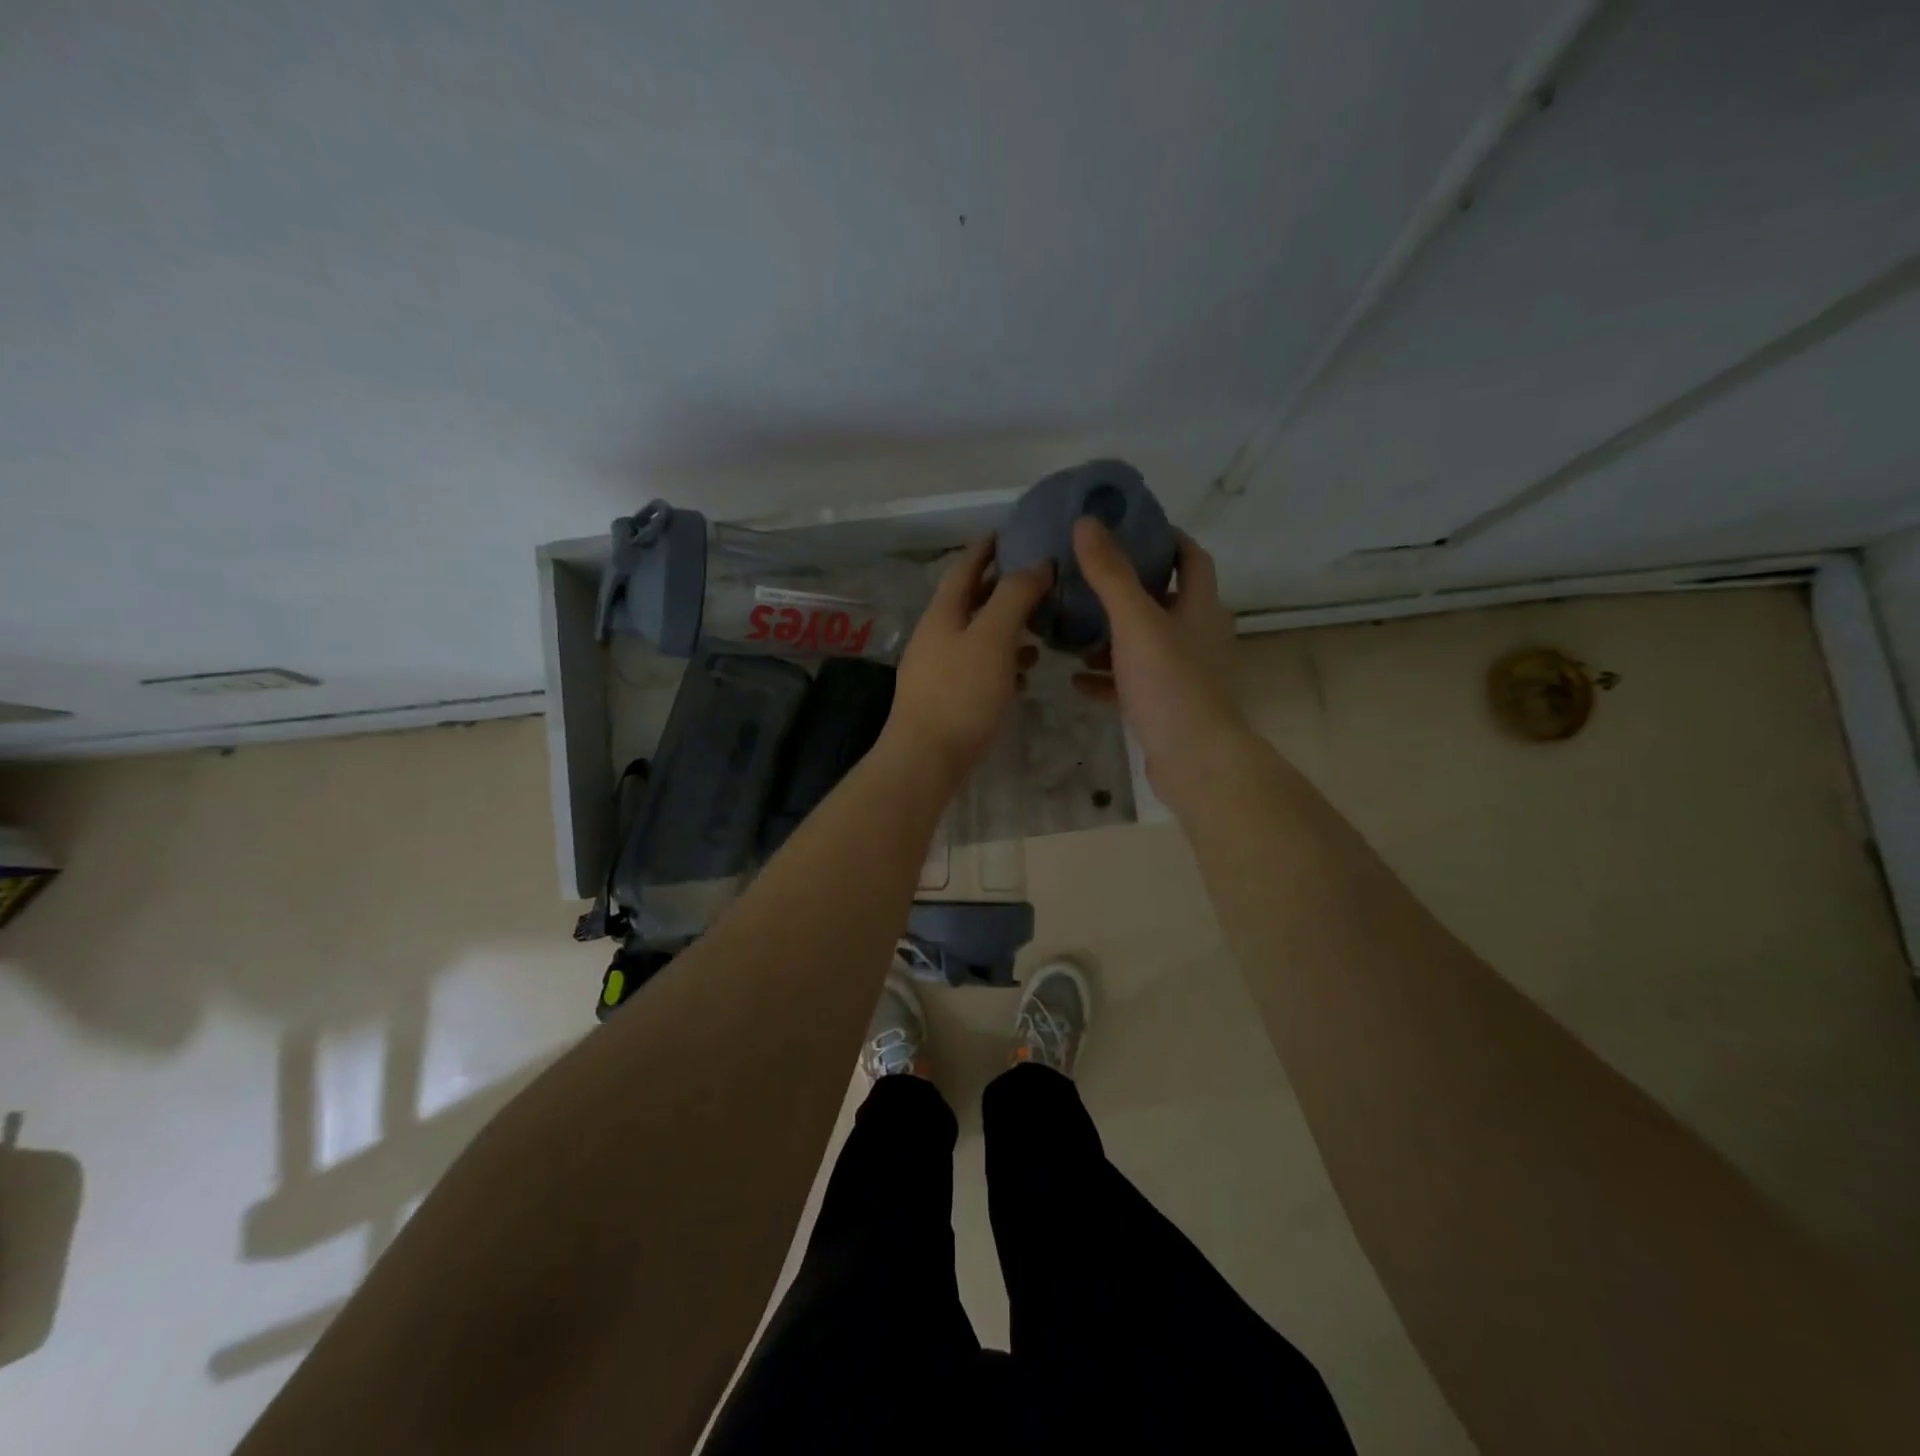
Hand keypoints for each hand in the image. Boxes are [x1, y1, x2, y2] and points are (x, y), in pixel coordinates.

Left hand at [886, 537, 1051, 782]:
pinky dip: (1002, 663)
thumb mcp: (993, 638)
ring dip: (1006, 627)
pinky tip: (1024, 674)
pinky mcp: (946, 699)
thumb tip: (1037, 563)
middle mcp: (936, 636)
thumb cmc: (961, 693)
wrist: (926, 758)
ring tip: (1040, 626)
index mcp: (943, 613)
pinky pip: (978, 669)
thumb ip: (1014, 597)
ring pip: (976, 637)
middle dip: (1001, 588)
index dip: (985, 548)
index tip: (1009, 532)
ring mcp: (938, 669)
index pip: (964, 567)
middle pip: (970, 601)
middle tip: (1037, 579)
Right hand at [1071, 517, 1245, 799]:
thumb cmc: (1171, 684)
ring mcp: (1184, 673)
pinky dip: (1107, 678)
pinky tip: (1075, 680)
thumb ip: (1110, 574)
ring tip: (1072, 628)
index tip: (1129, 526)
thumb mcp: (1136, 622)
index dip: (1166, 537)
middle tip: (1085, 576)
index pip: (1190, 557)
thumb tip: (1087, 522)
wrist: (1196, 761)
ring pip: (1145, 643)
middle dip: (1127, 588)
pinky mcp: (1167, 706)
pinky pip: (1133, 682)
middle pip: (1164, 600)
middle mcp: (1198, 635)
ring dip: (1111, 635)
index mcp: (1201, 607)